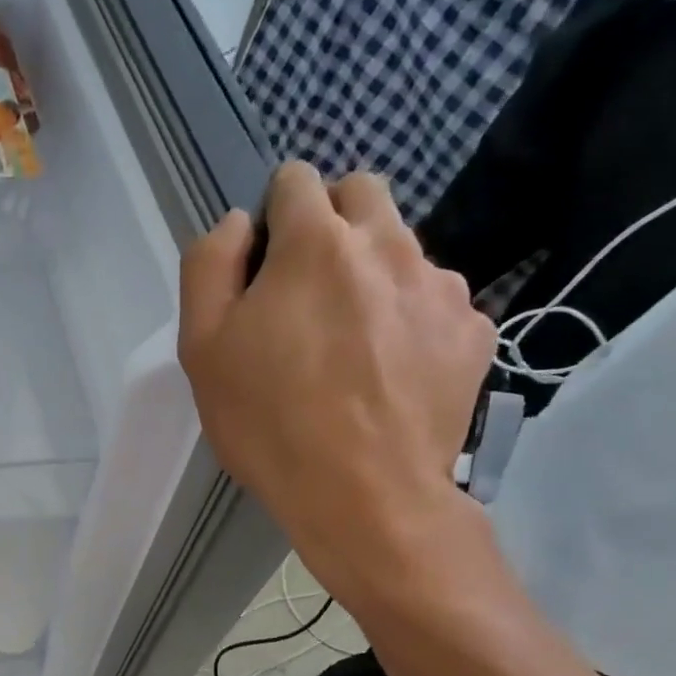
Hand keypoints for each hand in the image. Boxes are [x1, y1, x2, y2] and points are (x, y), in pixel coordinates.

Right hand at [178, 163, 495, 585]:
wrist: (365, 497)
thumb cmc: (270, 423)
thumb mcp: (202, 348)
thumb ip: (208, 265)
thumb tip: (236, 223)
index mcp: (316, 241)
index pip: (295, 179)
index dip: (272, 218)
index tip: (264, 270)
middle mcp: (388, 243)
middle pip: (360, 193)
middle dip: (330, 224)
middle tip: (308, 293)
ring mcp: (440, 285)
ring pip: (402, 247)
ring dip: (373, 272)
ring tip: (353, 344)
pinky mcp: (473, 329)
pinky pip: (436, 300)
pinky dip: (411, 318)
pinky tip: (392, 370)